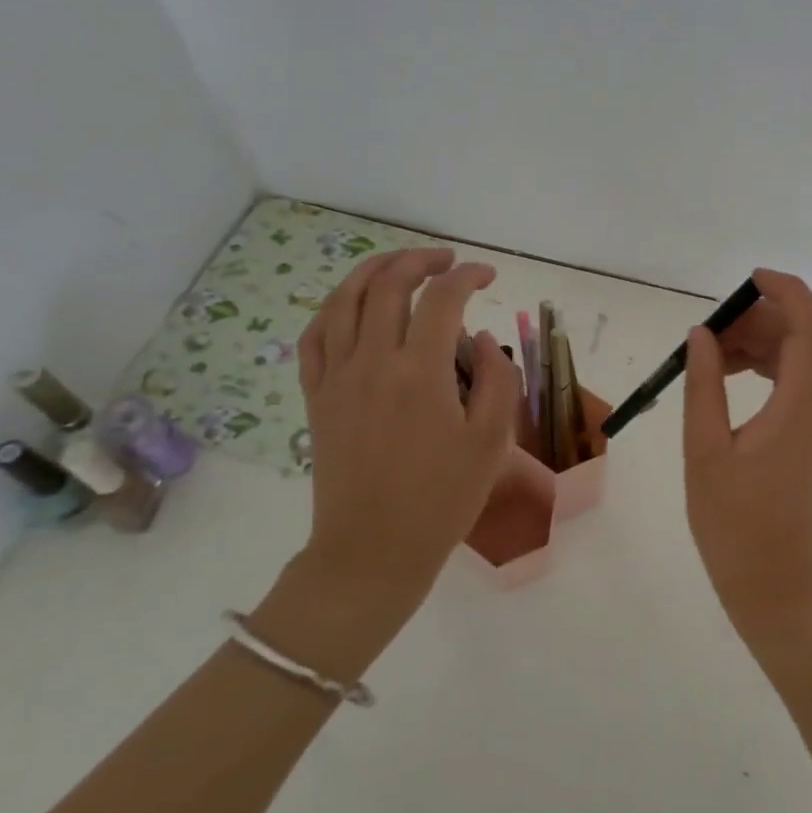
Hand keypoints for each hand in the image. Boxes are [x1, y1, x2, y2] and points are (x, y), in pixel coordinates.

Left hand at [256, 250, 519, 669]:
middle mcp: (371, 363)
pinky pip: (315, 336)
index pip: (442, 299)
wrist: (373, 552)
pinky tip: (352, 305)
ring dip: (374, 271)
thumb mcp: (492, 442)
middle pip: (387, 285)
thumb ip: (496, 379)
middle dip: (420, 260)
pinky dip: (335, 307)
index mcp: (419, 373)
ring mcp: (335, 378)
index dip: (468, 276)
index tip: (488, 276)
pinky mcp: (316, 397)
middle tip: (448, 261)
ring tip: (401, 265)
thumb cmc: (442, 500)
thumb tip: (480, 339)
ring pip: (344, 300)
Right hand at [683, 269, 811, 647]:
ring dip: (760, 345)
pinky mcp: (810, 440)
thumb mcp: (706, 452)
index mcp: (799, 407)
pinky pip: (793, 386)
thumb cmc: (735, 525)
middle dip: (760, 320)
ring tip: (712, 355)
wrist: (775, 585)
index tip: (750, 279)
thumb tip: (702, 335)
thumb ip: (704, 387)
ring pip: (798, 362)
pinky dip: (765, 370)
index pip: (811, 328)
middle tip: (711, 331)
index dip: (788, 292)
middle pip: (804, 339)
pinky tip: (729, 381)